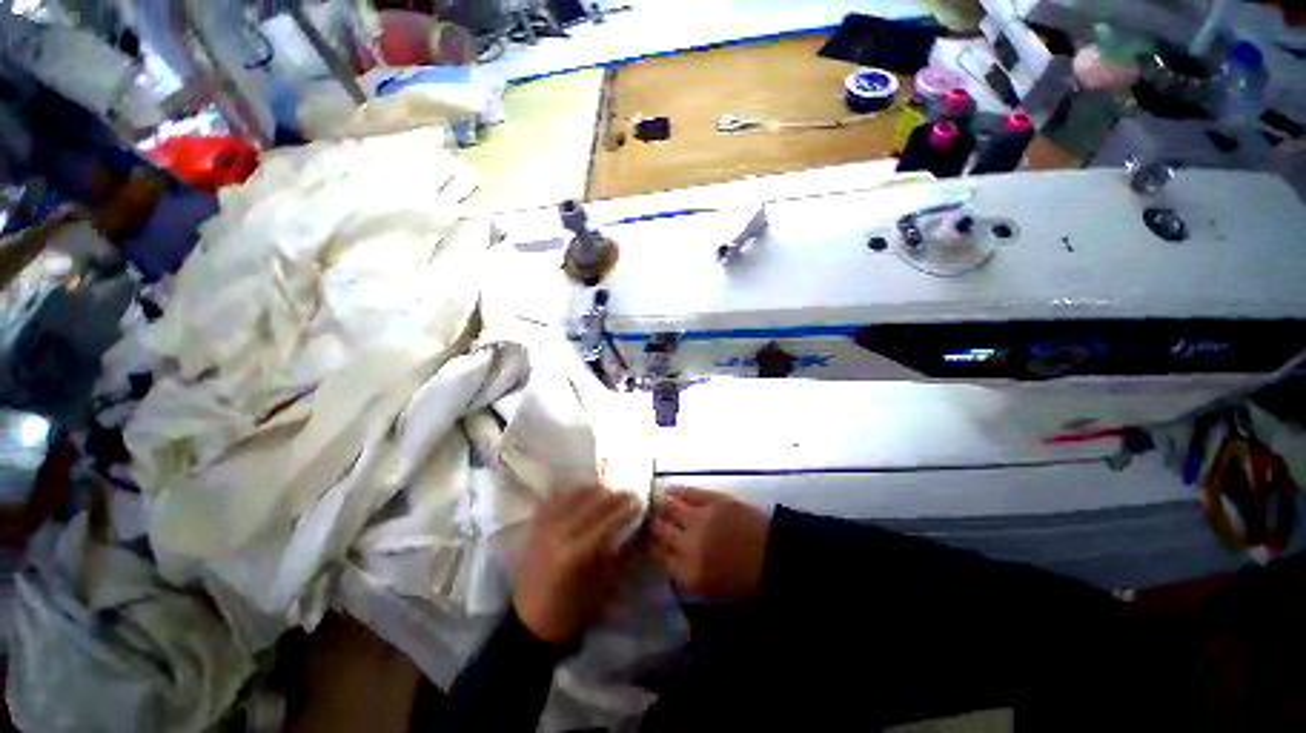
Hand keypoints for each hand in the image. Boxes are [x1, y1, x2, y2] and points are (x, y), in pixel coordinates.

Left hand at [514, 488, 640, 644]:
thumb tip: (632, 528)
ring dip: (591, 491)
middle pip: (590, 503)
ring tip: (605, 492)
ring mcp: (543, 527)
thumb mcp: (601, 585)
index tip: (638, 500)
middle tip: (626, 494)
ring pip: (572, 496)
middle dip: (612, 496)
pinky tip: (580, 494)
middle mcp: (558, 533)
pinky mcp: (534, 527)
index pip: (606, 521)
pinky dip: (570, 494)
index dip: (624, 509)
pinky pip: (553, 500)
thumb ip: (616, 553)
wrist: (530, 623)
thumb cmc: (571, 610)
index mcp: (576, 552)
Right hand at [647, 486, 770, 601]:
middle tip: (638, 514)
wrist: (776, 557)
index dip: (643, 541)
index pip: (655, 553)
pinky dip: (675, 490)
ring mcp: (701, 519)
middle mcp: (689, 544)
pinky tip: (666, 489)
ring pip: (669, 507)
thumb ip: (682, 573)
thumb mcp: (710, 590)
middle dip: (646, 521)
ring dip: (657, 503)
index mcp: (688, 572)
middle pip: (658, 529)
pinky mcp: (715, 500)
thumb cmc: (744, 581)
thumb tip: (663, 555)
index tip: (636, 533)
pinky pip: (688, 492)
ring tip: (648, 499)